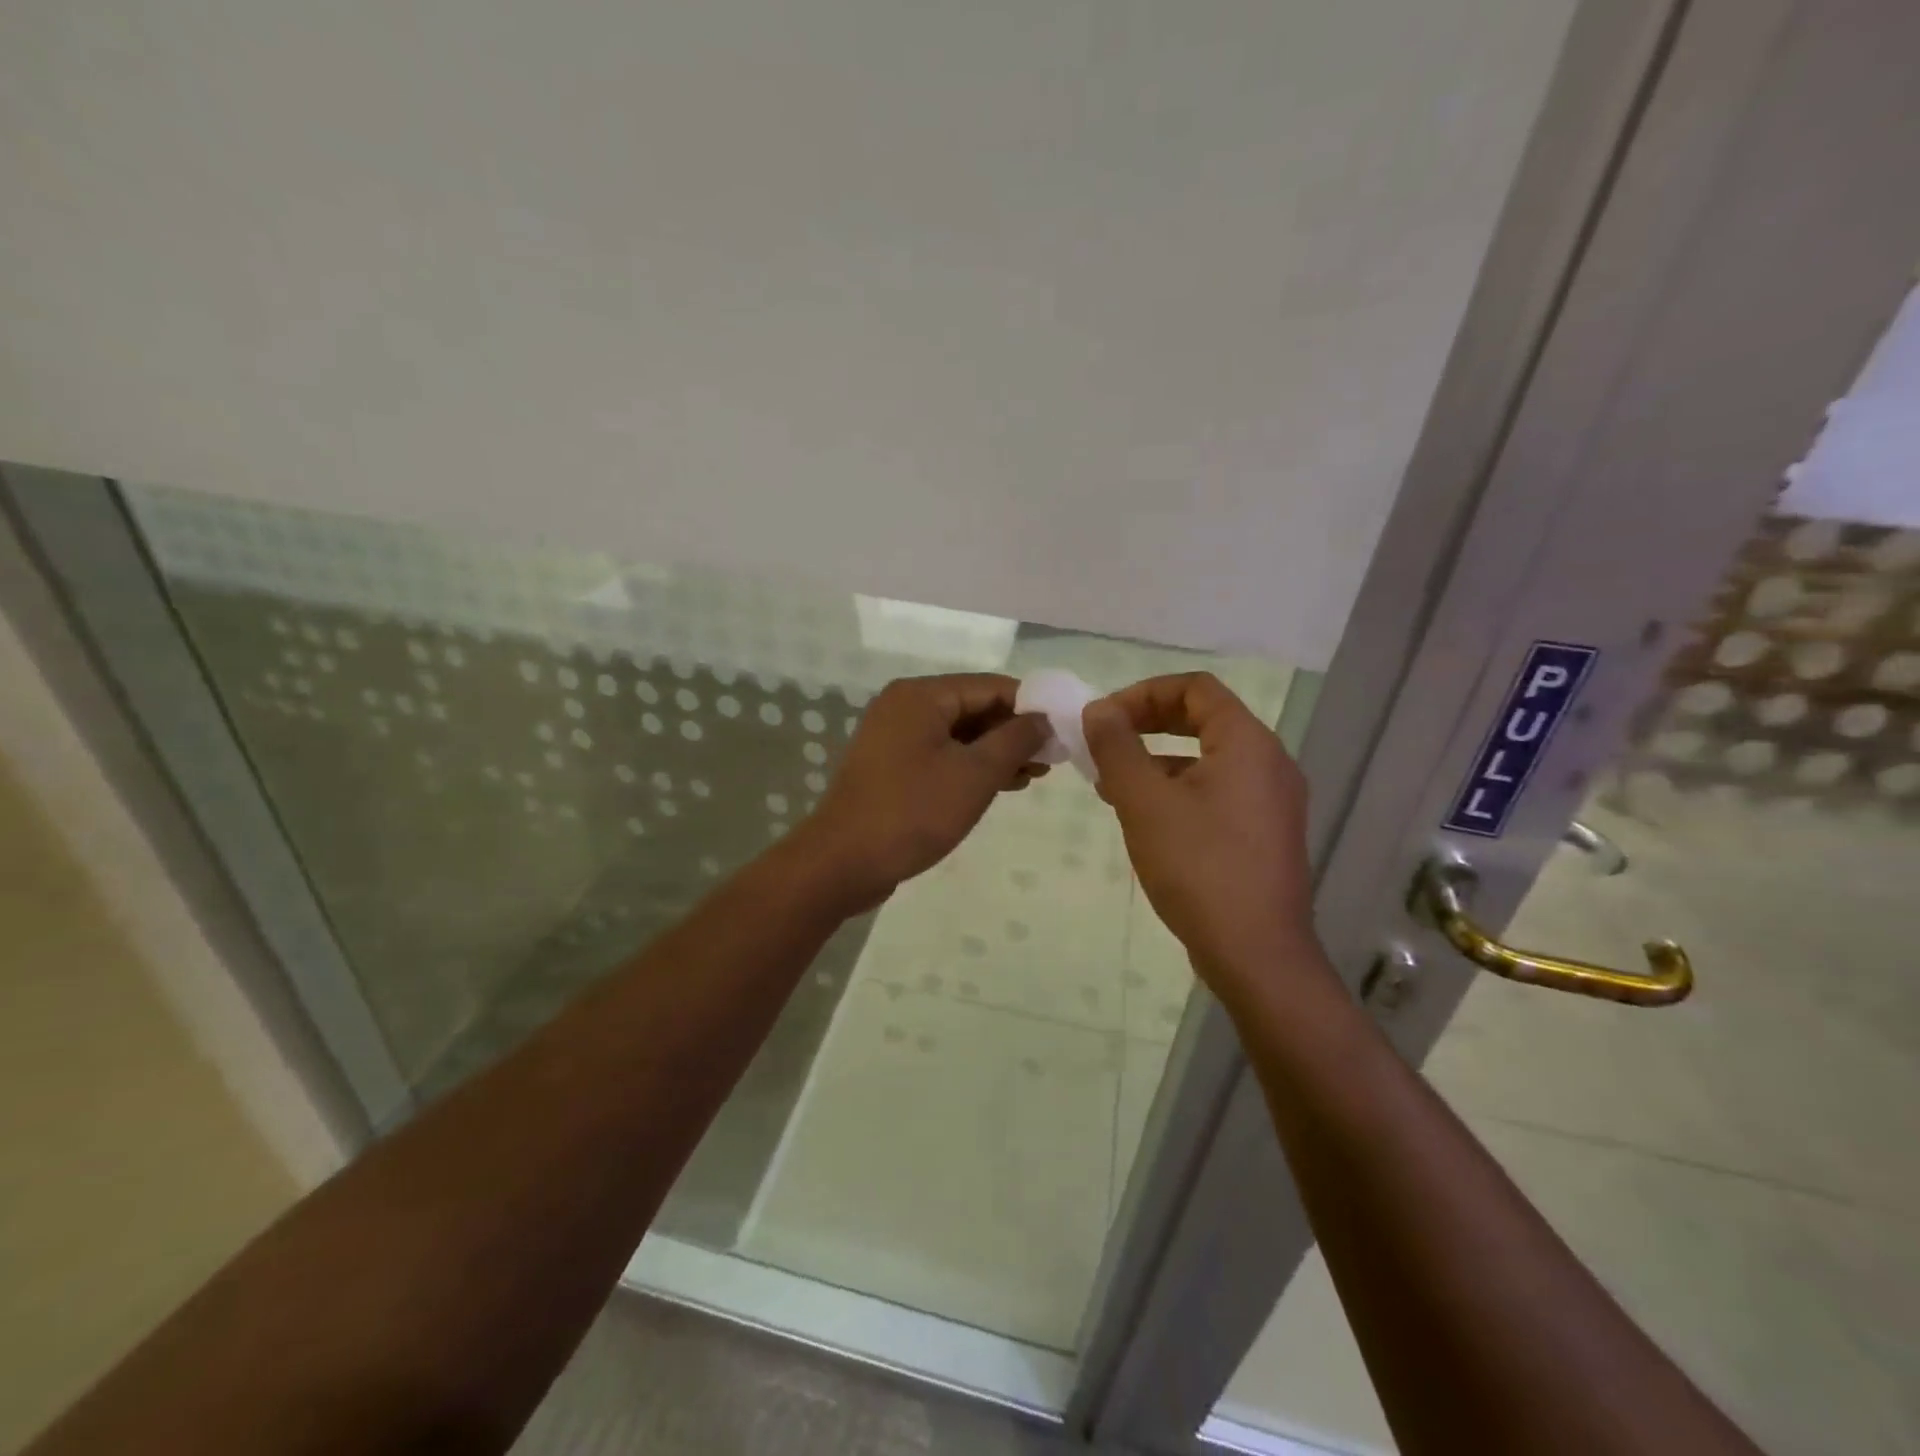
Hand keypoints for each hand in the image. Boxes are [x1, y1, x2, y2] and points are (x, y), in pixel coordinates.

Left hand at [799, 674, 1049, 911]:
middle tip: (1051, 760)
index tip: (1063, 731)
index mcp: (922, 695)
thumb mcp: (975, 774)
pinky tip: (1001, 785)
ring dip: (996, 752)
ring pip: (959, 734)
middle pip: (974, 707)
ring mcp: (894, 737)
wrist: (843, 862)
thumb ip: (1015, 740)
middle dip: (1014, 732)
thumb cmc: (913, 812)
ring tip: (1034, 775)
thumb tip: (1042, 719)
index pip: (991, 686)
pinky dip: (970, 766)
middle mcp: (905, 706)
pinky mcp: (892, 767)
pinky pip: (941, 755)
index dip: (1031, 706)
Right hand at [1081, 672, 1322, 995]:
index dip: (1143, 693)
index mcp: (1247, 743)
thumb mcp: (1144, 801)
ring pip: (1208, 758)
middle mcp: (1269, 763)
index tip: (1104, 720)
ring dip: (1157, 760)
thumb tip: (1099, 710)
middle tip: (1104, 743)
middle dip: (1147, 725)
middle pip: (1203, 719)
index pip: (1195, 688)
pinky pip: (1218, 791)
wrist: (1256, 954)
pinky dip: (1178, 790)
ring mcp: (1272, 801)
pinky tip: (1143, 818)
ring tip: (1110, 784)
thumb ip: (1117, 747)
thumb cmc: (1198, 867)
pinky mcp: (1265, 834)